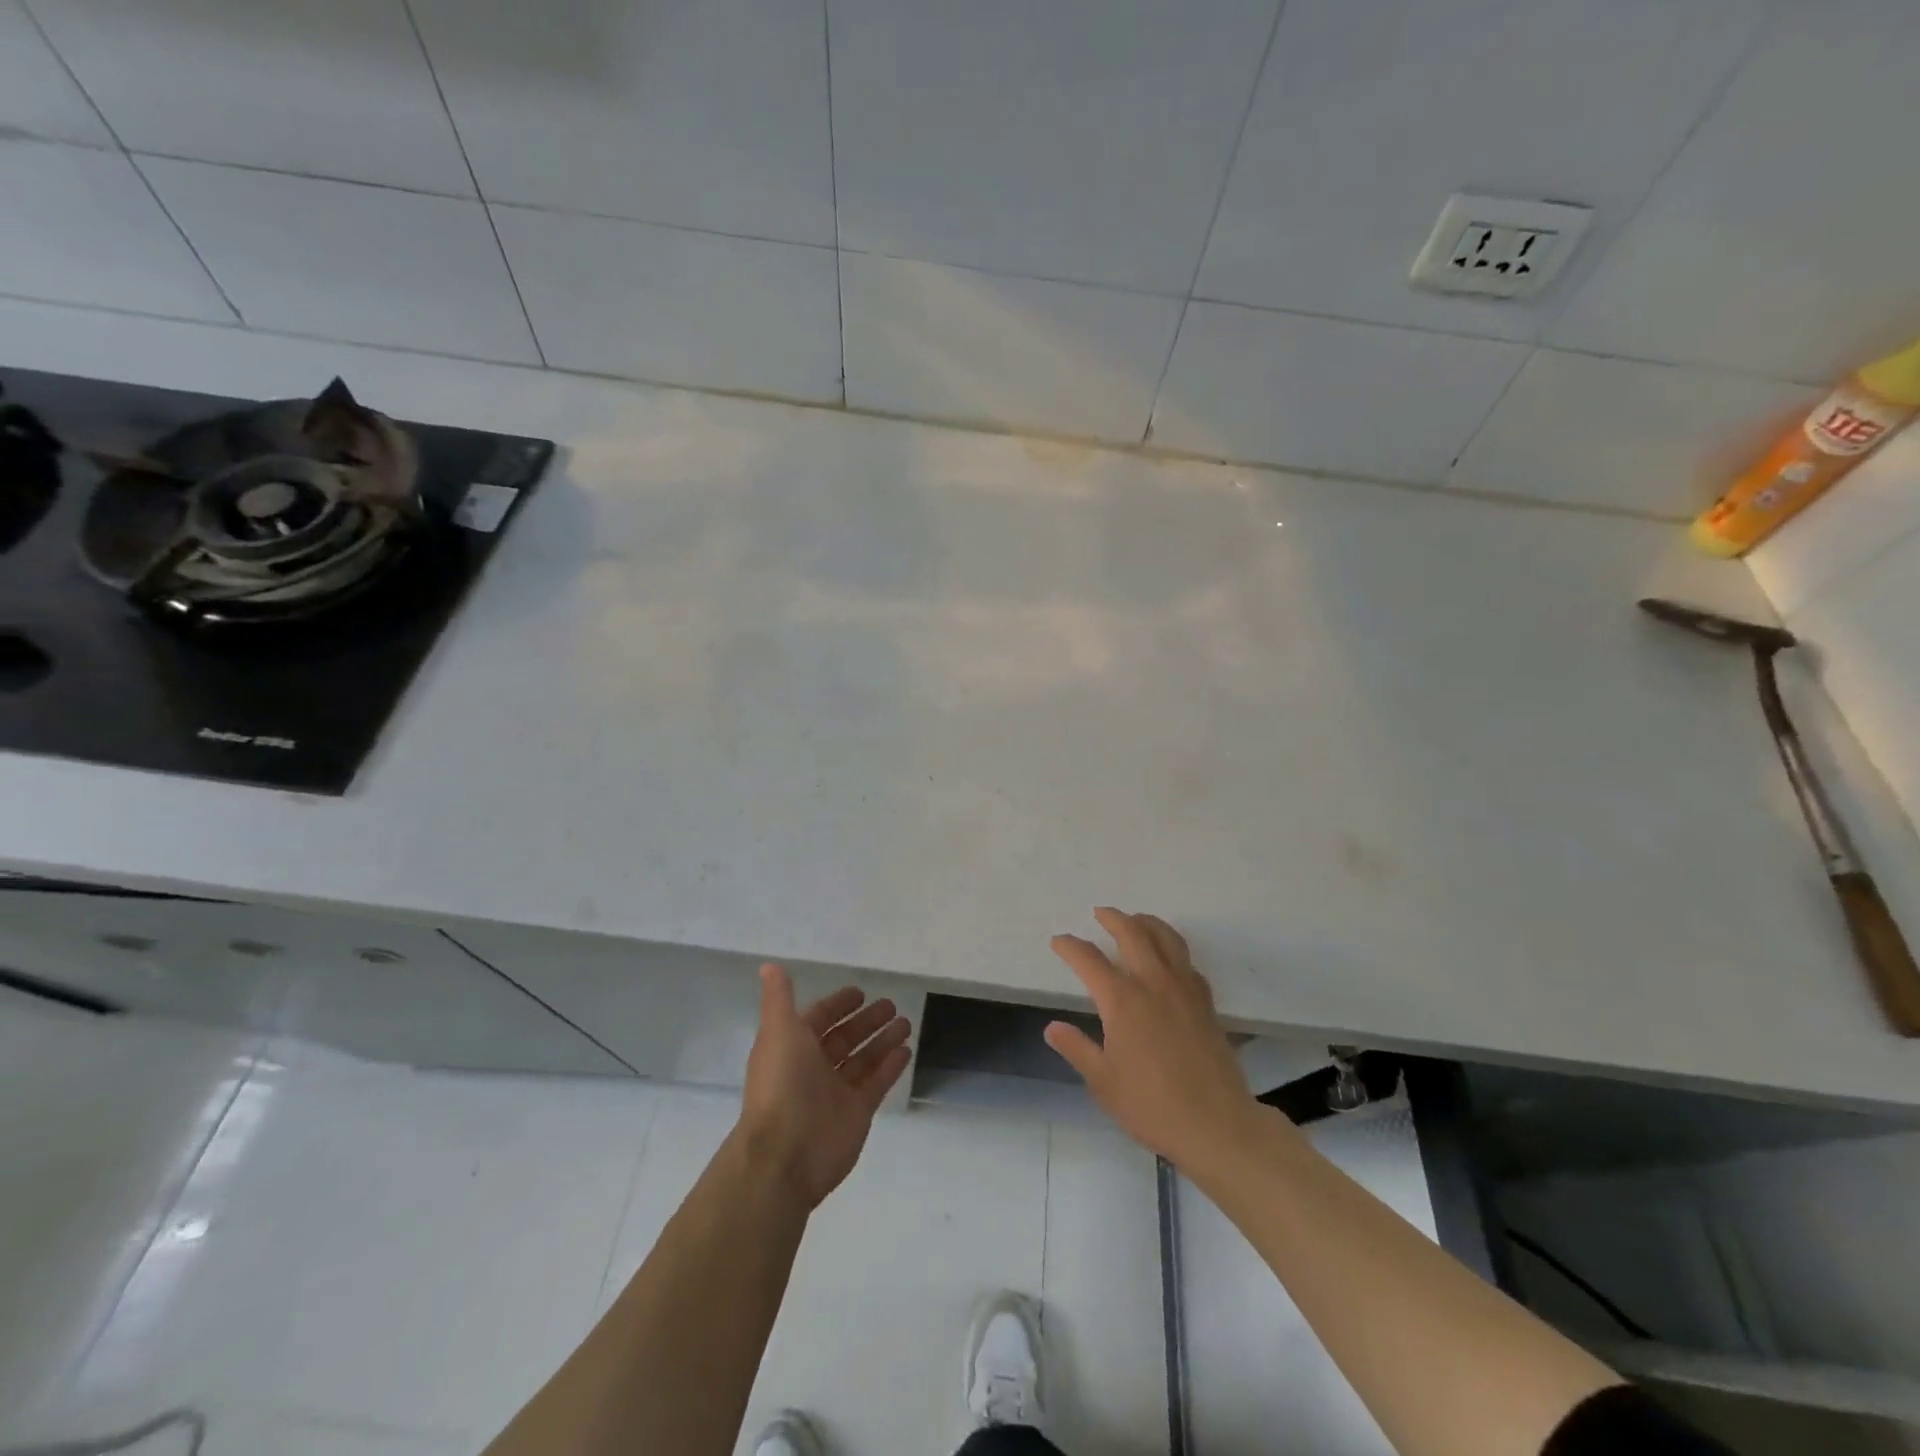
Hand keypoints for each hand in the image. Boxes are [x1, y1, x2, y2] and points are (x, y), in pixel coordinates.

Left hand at [736, 966, 913, 1208]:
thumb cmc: (781, 1084)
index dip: (837, 1005)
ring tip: (906, 1023)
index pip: (819, 1019)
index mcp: (792, 1047)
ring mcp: (836, 1092)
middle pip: (845, 1038)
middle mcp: (813, 1068)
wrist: (785, 1154)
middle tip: (891, 1005)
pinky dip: (891, 1066)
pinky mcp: (857, 1113)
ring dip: (883, 1040)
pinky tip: (907, 1049)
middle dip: (866, 1021)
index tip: (860, 992)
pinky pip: (877, 1083)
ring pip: (863, 1059)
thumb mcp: (778, 1031)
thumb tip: (768, 965)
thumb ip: (779, 998)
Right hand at [1045, 908, 1265, 1173]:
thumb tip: (1052, 1027)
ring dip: (1147, 922)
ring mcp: (1184, 990)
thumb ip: (1077, 1049)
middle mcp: (1154, 984)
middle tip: (1100, 913)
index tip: (1059, 941)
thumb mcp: (1103, 1082)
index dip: (1071, 947)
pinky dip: (1174, 949)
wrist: (1217, 1126)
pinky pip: (1188, 962)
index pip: (1089, 960)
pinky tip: (1169, 960)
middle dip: (1113, 918)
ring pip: (1167, 938)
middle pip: (1132, 933)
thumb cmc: (1152, 1106)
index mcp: (1122, 1001)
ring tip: (1136, 920)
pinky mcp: (1206, 1003)